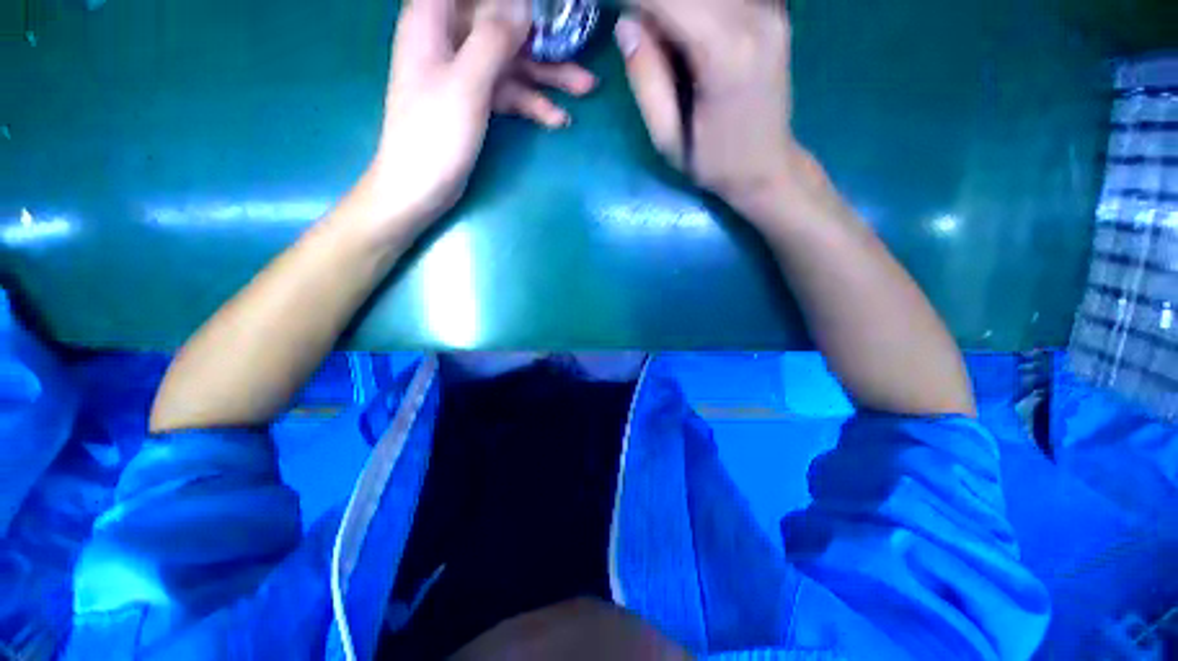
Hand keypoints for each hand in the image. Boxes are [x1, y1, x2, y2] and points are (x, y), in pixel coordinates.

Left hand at [355, 0, 597, 241]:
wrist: (420, 187)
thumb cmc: (434, 134)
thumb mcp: (466, 83)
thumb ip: (494, 39)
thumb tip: (524, 6)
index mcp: (434, 19)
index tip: (544, 6)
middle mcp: (450, 38)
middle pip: (501, 24)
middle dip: (542, 38)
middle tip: (579, 47)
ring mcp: (464, 72)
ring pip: (511, 62)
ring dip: (547, 76)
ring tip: (585, 88)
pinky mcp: (475, 101)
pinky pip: (509, 93)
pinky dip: (532, 104)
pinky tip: (557, 119)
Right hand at [616, 0, 803, 213]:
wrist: (766, 166)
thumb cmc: (712, 163)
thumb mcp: (667, 137)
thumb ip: (645, 79)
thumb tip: (625, 24)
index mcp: (724, 53)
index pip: (668, 0)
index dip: (635, 1)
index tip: (613, 11)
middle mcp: (755, 17)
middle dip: (654, 5)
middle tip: (638, 35)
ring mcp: (771, 11)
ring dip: (676, 8)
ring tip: (660, 40)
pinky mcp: (776, 12)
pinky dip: (700, 10)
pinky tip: (687, 34)